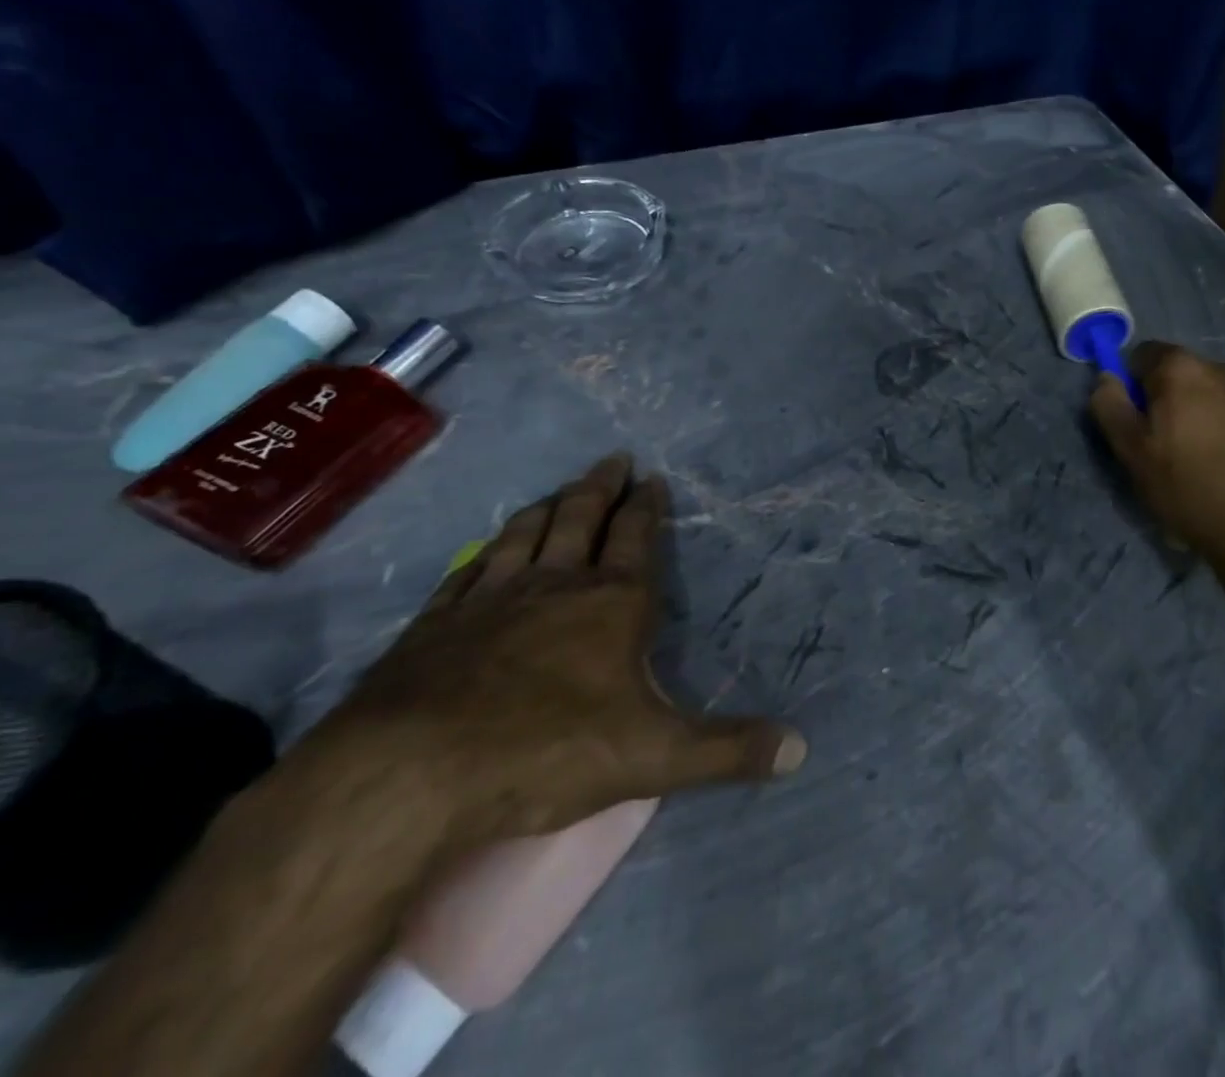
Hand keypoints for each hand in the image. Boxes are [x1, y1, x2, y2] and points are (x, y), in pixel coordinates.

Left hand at [321, 453, 805, 845]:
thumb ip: (729, 750)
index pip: (636, 538)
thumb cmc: (548, 752)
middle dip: (601, 488)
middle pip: (581, 519)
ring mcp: (489, 599)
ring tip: (559, 490)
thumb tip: (802, 749)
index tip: (651, 479)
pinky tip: (484, 551)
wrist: (408, 777)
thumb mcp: (655, 758)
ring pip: (524, 534)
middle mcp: (554, 585)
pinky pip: (468, 572)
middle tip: (612, 460)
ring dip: (547, 508)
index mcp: (612, 603)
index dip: (646, 507)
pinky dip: (484, 553)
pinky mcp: (436, 625)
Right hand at [1089, 342, 1224, 577]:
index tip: (1135, 424)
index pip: (1142, 355)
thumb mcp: (1133, 454)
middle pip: (1181, 375)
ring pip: (1214, 395)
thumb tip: (1106, 378)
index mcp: (1181, 369)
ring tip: (1204, 463)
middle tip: (1165, 450)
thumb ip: (1111, 408)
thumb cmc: (1191, 489)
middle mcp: (1223, 367)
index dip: (1132, 386)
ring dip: (1203, 416)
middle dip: (1168, 401)